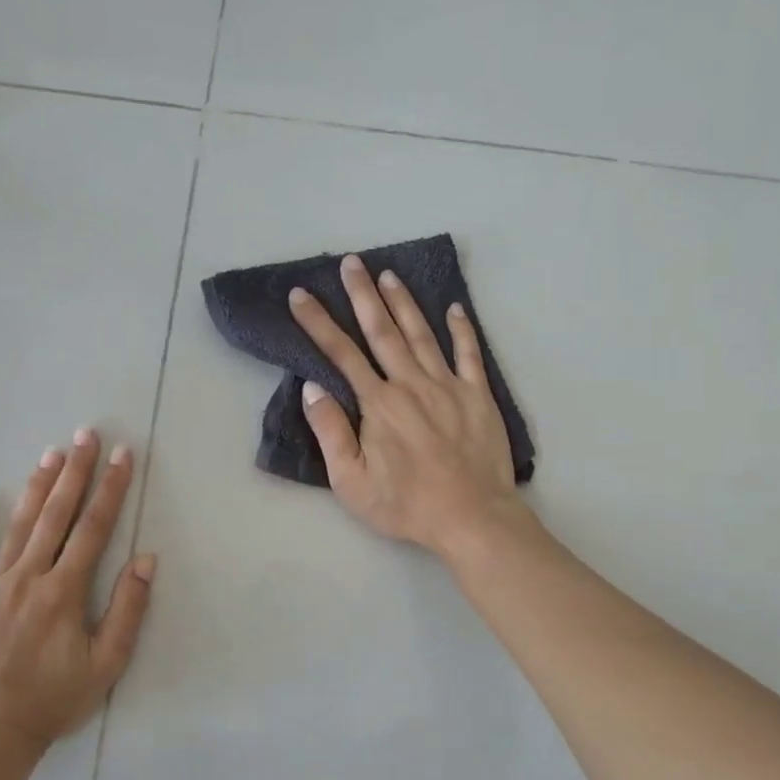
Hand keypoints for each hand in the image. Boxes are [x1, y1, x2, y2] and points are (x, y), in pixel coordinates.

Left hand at [0, 430, 155, 754]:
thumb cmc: (54, 700)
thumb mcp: (106, 665)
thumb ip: (127, 610)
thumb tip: (145, 559)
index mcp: (64, 592)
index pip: (94, 528)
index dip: (111, 489)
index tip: (123, 456)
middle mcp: (27, 578)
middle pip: (55, 515)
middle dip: (75, 472)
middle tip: (86, 434)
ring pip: (17, 526)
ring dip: (36, 487)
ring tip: (51, 453)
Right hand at [289, 254, 524, 557]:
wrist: (472, 517)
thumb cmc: (406, 505)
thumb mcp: (352, 482)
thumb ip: (331, 432)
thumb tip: (312, 389)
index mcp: (378, 404)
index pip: (341, 354)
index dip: (318, 323)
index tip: (301, 296)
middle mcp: (411, 384)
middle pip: (382, 331)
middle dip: (362, 295)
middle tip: (351, 262)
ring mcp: (448, 386)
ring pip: (422, 334)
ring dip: (404, 303)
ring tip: (389, 274)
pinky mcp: (478, 396)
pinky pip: (470, 354)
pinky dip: (462, 329)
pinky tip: (455, 308)